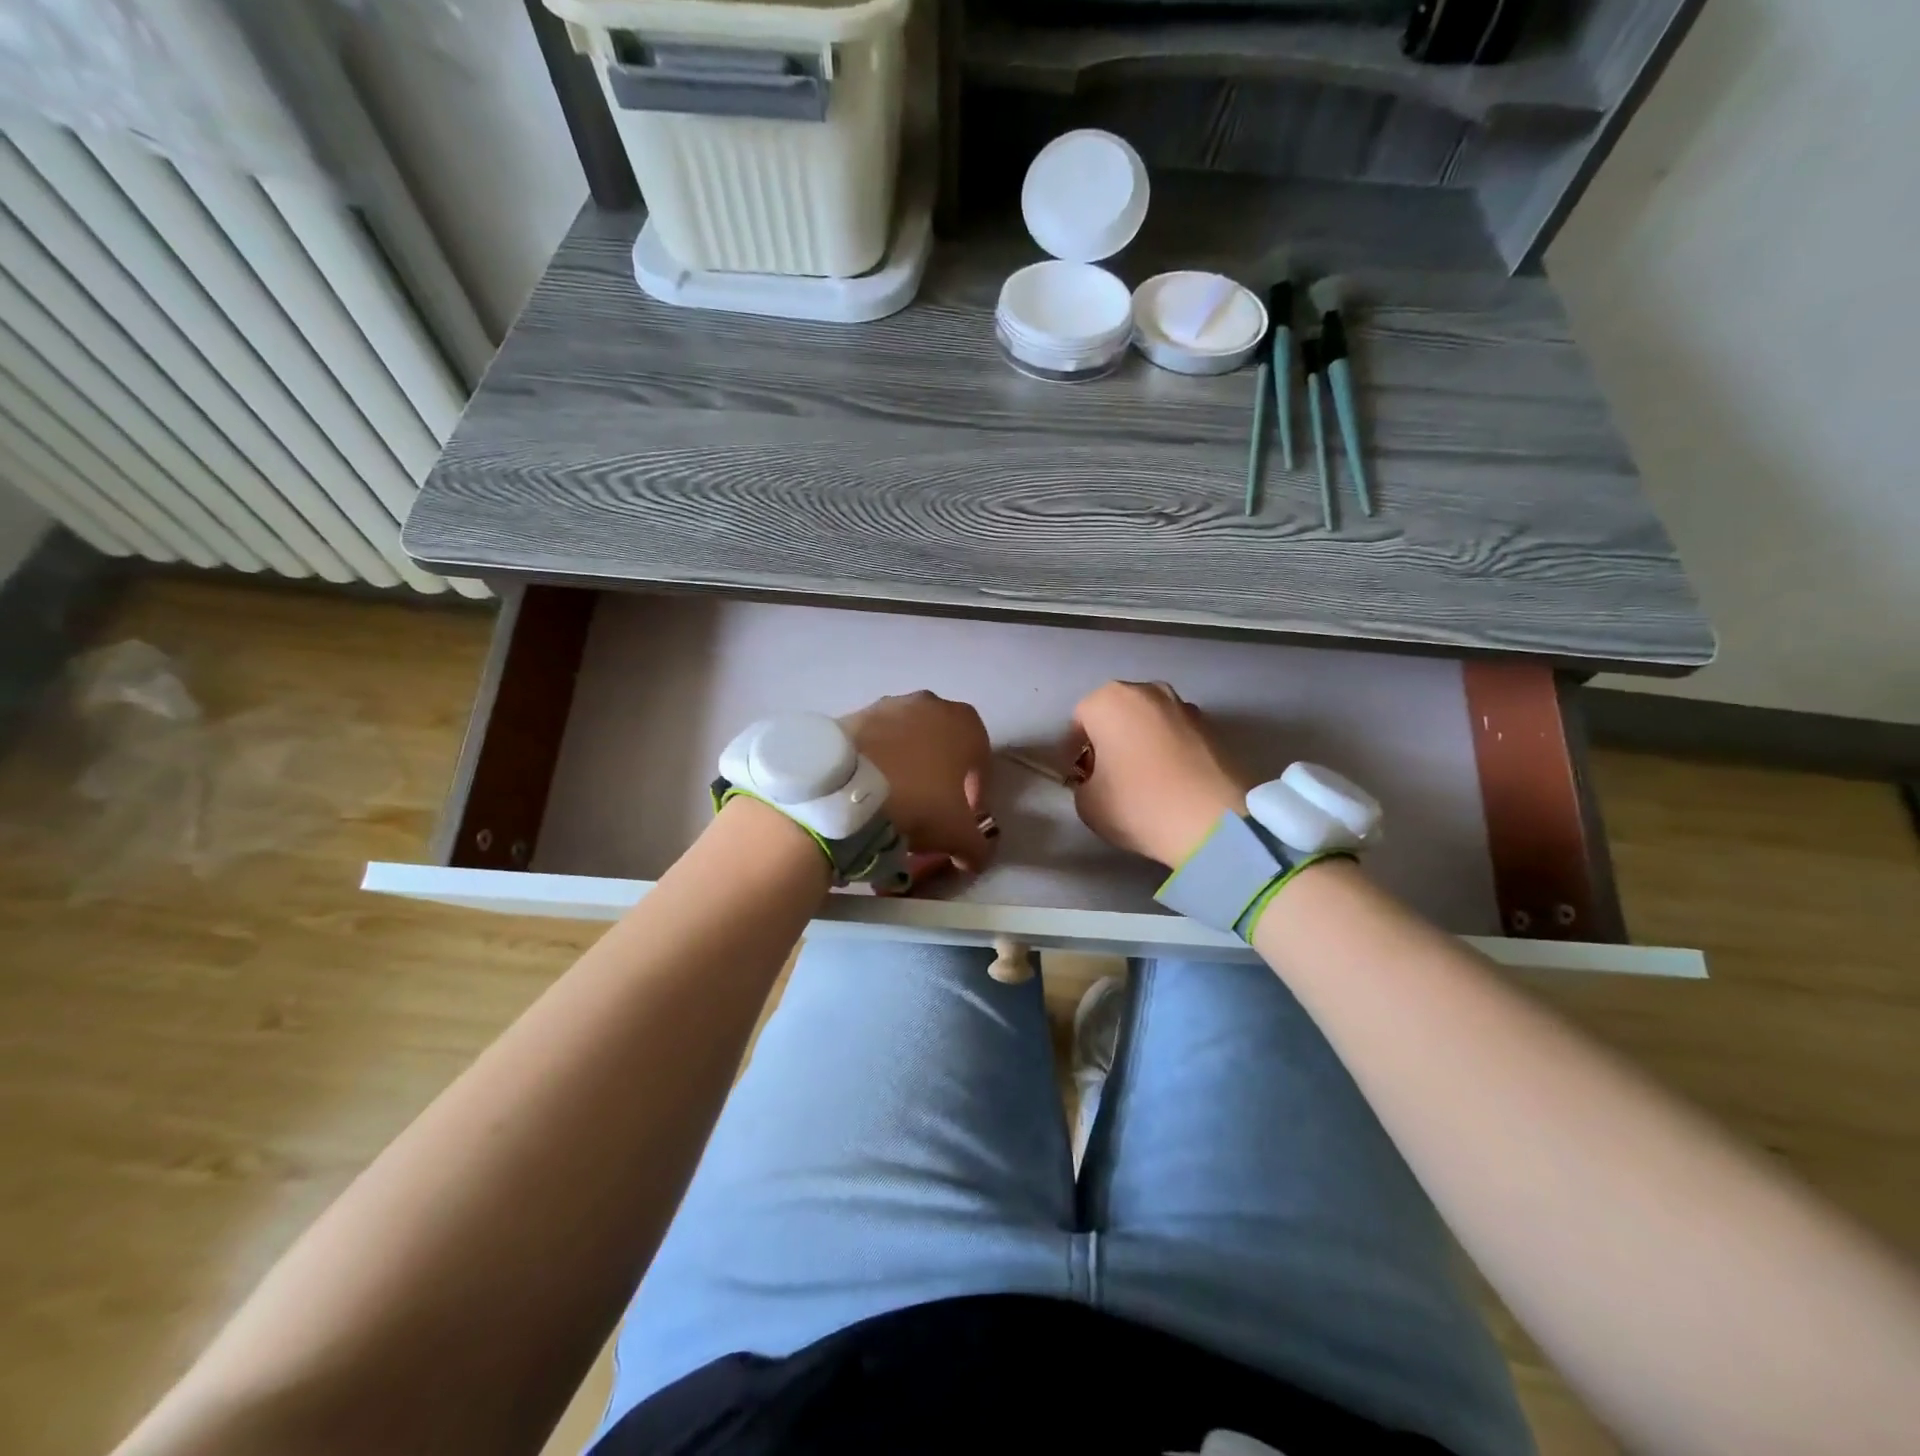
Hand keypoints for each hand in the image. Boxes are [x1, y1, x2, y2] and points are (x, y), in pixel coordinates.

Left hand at [842, 692, 994, 873]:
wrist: (846, 786)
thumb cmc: (918, 801)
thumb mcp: (958, 834)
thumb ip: (977, 846)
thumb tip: (974, 857)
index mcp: (965, 723)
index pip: (981, 761)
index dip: (976, 793)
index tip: (963, 818)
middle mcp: (930, 704)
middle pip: (943, 745)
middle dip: (941, 775)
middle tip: (929, 809)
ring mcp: (889, 704)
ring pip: (908, 740)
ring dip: (907, 766)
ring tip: (895, 801)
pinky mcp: (855, 714)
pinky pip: (875, 742)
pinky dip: (877, 762)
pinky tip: (868, 790)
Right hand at [1068, 681, 1251, 868]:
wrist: (1215, 821)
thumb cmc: (1139, 804)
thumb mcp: (1087, 804)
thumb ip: (1083, 784)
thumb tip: (1097, 780)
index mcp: (1109, 700)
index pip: (1079, 721)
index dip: (1074, 751)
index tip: (1078, 778)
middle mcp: (1148, 691)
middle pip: (1117, 715)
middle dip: (1109, 740)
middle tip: (1108, 776)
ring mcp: (1185, 706)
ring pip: (1149, 723)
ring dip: (1141, 743)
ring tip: (1143, 780)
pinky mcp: (1214, 727)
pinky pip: (1177, 736)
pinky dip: (1169, 752)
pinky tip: (1171, 782)